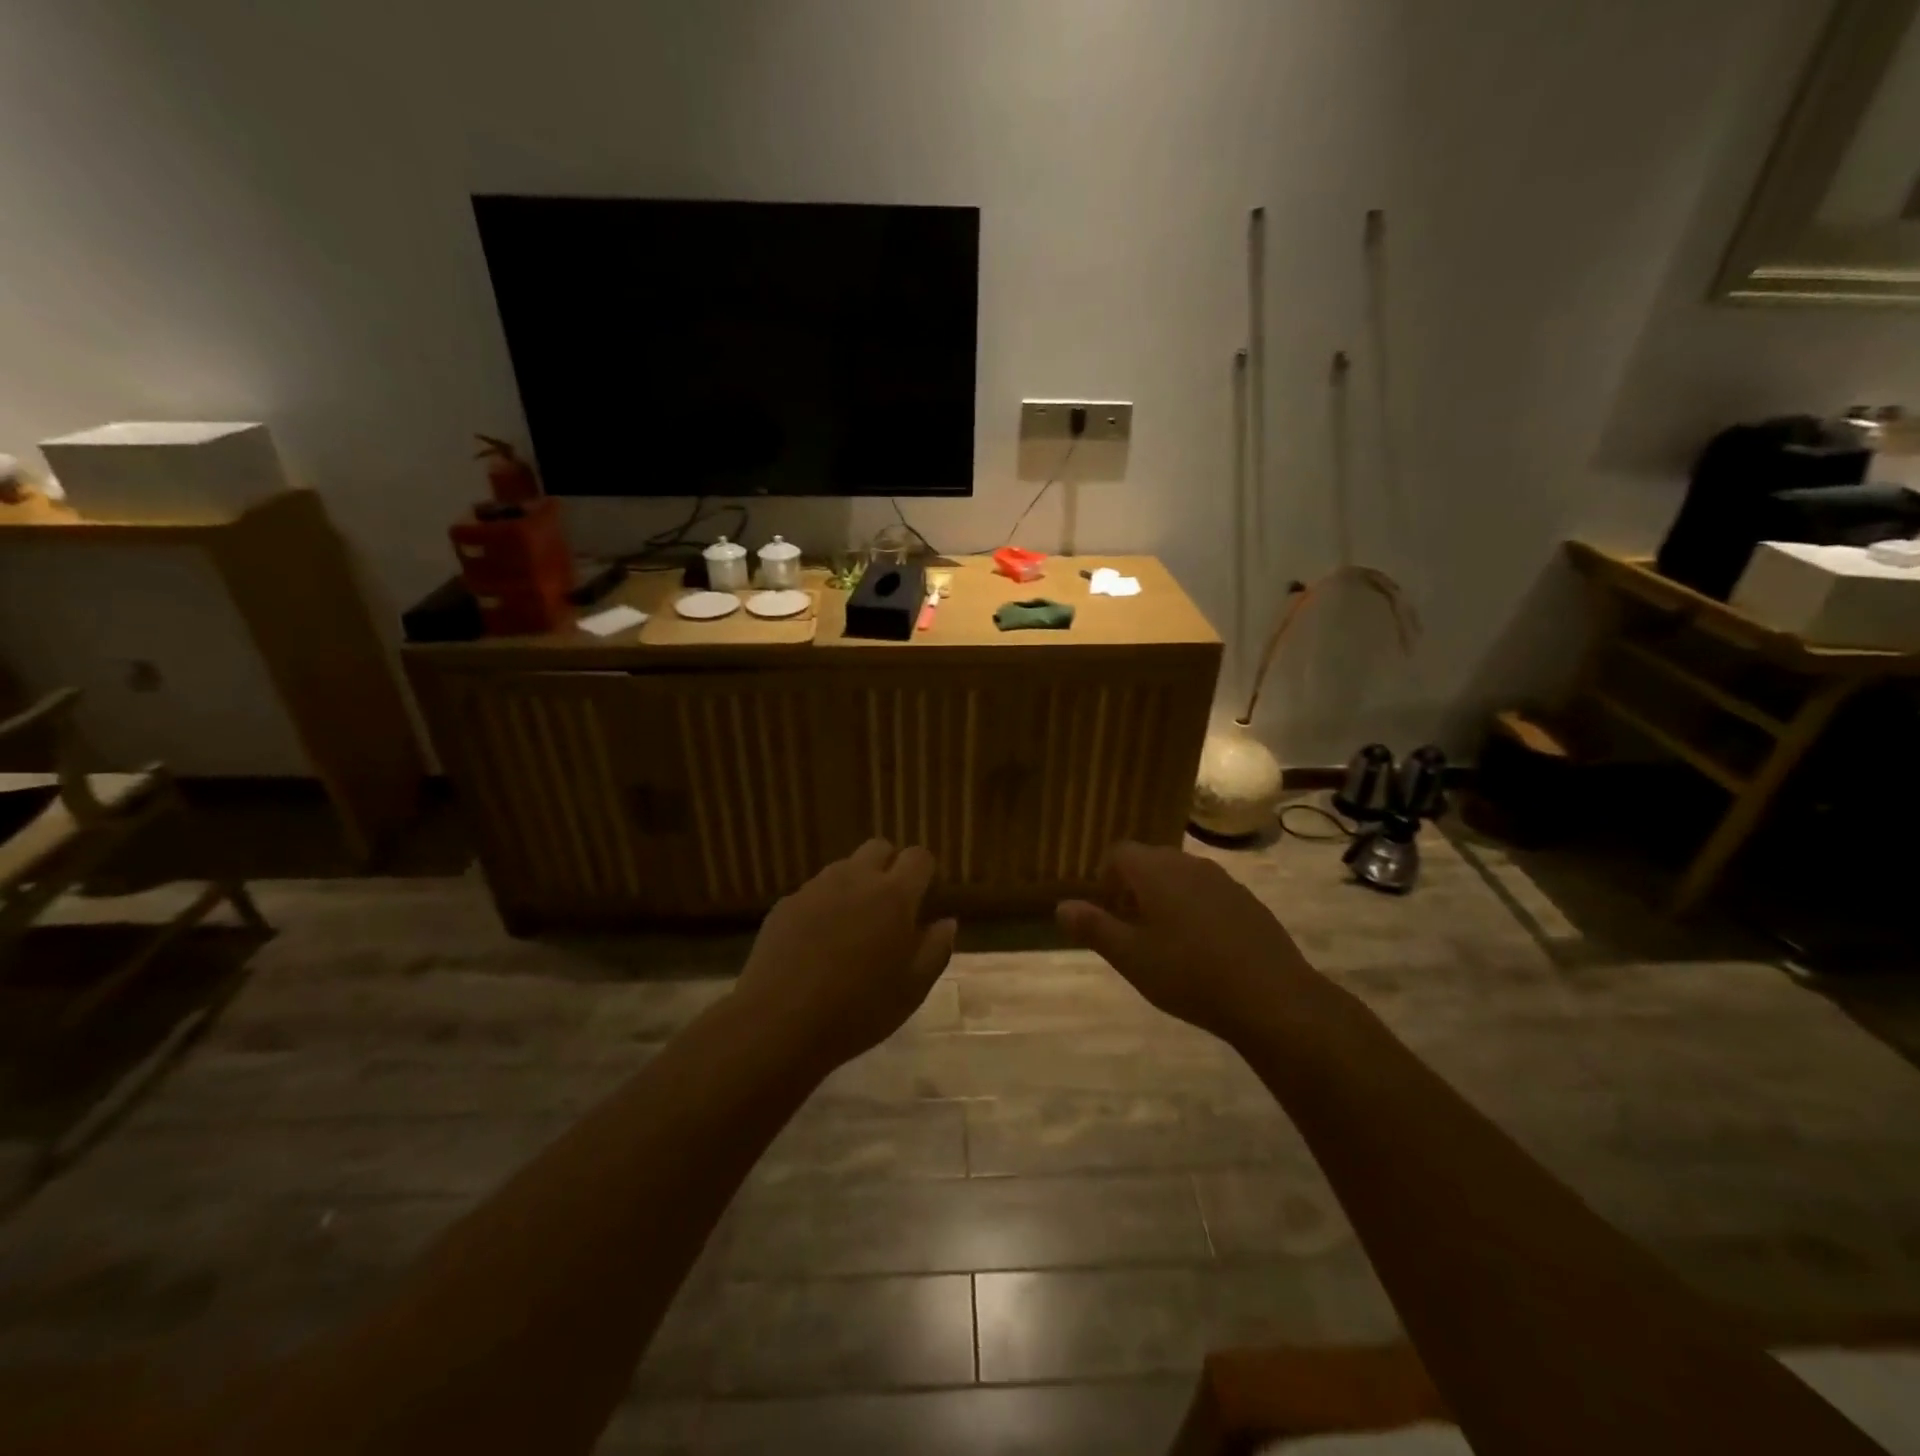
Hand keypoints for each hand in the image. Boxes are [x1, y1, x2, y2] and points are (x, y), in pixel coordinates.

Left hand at [735, 840, 956, 1071]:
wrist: (779, 1022)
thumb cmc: (858, 1009)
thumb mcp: (913, 988)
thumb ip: (936, 948)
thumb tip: (947, 922)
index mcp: (894, 896)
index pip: (918, 857)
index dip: (924, 872)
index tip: (923, 898)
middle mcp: (855, 879)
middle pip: (879, 847)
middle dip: (889, 866)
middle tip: (889, 908)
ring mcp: (816, 888)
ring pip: (844, 868)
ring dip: (855, 885)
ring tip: (851, 928)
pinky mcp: (786, 904)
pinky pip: (814, 892)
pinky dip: (823, 907)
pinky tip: (817, 944)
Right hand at [1056, 842, 1316, 1044]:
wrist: (1271, 996)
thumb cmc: (1189, 974)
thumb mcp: (1131, 957)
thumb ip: (1094, 927)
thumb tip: (1061, 907)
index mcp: (1156, 871)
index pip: (1119, 852)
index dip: (1105, 876)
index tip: (1106, 909)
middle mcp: (1188, 864)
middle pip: (1150, 861)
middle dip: (1134, 887)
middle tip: (1130, 927)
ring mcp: (1223, 880)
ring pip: (1181, 876)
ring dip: (1165, 897)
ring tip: (1164, 940)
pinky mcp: (1247, 901)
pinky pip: (1208, 893)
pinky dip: (1195, 908)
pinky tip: (1202, 948)